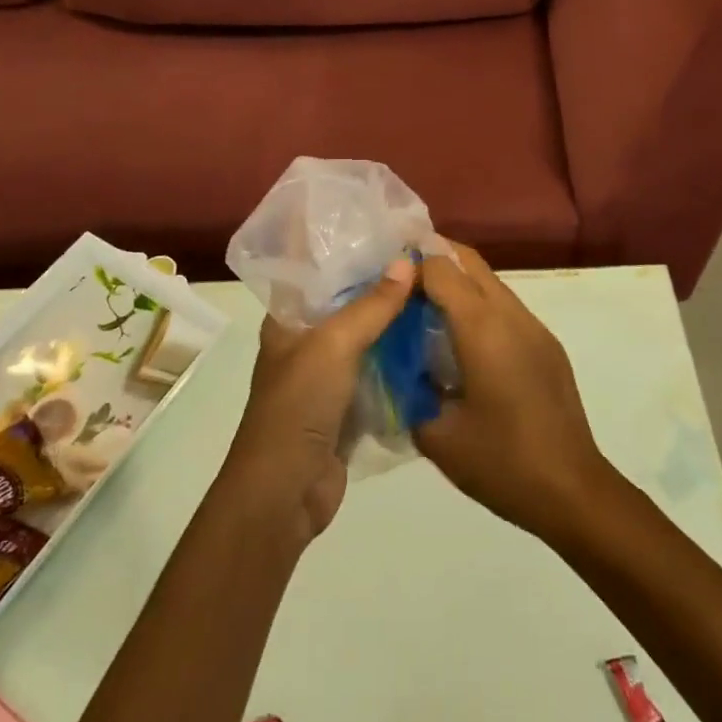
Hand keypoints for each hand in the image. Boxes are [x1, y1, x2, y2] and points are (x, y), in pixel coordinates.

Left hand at [220, 256, 415, 547]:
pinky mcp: (347, 405)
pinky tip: (431, 340)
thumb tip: (407, 262)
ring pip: (366, 337)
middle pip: (347, 303)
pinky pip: (378, 371)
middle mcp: (305, 341)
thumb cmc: (298, 404)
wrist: (285, 491)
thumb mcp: (334, 344)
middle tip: (424, 259)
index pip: (316, 271)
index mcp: (288, 319)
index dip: (346, 250)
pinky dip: (399, 358)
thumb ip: (372, 305)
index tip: (386, 230)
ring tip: (436, 292)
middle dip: (381, 284)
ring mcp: (327, 375)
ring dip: (394, 321)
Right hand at [414, 243, 614, 541]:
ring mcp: (534, 327)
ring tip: (425, 311)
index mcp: (482, 328)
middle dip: (433, 258)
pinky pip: (506, 307)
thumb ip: (409, 390)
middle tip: (399, 281)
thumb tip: (397, 367)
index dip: (410, 265)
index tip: (382, 280)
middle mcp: (510, 315)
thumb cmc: (501, 462)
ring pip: (489, 282)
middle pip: (469, 261)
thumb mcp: (437, 435)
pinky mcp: (547, 345)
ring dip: (457, 283)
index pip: (441, 267)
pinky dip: (478, 306)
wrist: (573, 492)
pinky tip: (462, 342)